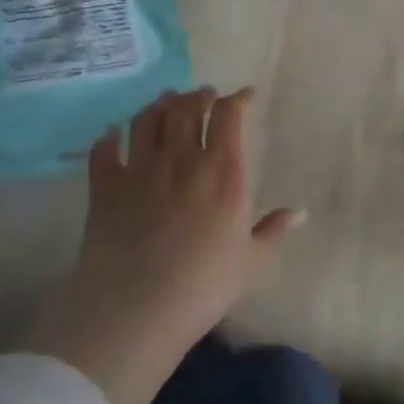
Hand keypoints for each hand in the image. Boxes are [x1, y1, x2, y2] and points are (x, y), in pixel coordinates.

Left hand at [26, 87, 302, 403]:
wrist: (137, 308)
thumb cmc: (204, 286)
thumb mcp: (251, 262)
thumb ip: (274, 231)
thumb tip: (300, 212)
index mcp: (223, 173)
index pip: (229, 117)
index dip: (237, 99)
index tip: (245, 96)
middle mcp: (182, 160)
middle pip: (187, 108)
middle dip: (198, 95)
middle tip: (204, 95)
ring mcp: (140, 170)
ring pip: (148, 120)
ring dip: (159, 105)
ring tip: (166, 101)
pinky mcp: (105, 187)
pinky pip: (104, 150)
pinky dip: (109, 137)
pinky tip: (113, 134)